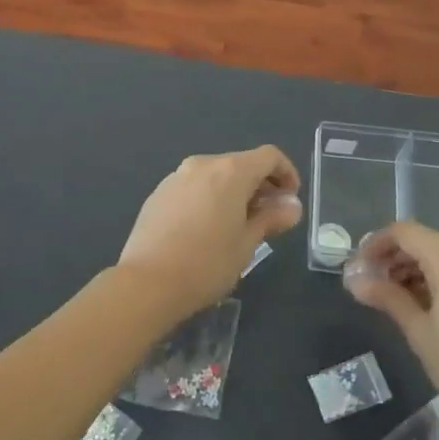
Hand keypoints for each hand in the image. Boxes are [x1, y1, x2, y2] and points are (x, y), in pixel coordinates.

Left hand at [115, 146, 302, 323]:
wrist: (147, 282)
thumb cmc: (207, 264)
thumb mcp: (247, 243)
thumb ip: (271, 218)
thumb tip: (291, 206)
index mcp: (230, 171)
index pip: (269, 156)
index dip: (286, 173)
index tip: (290, 200)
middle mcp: (203, 164)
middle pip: (241, 163)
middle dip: (260, 185)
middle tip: (268, 217)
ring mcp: (176, 177)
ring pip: (215, 175)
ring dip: (233, 192)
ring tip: (237, 226)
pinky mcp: (158, 194)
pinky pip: (193, 187)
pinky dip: (208, 198)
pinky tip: (206, 230)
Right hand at [343, 222, 438, 433]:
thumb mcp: (420, 333)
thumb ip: (387, 297)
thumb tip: (353, 280)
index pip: (404, 232)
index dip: (376, 245)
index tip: (357, 269)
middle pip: (422, 241)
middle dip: (392, 259)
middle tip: (368, 286)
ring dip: (412, 268)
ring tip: (389, 297)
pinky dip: (434, 276)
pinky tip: (418, 301)